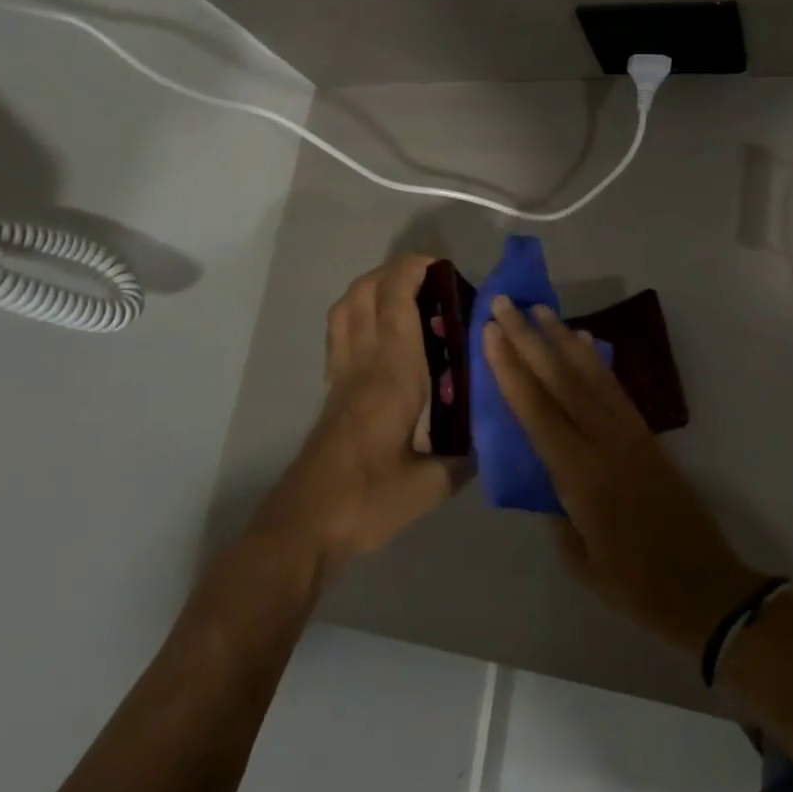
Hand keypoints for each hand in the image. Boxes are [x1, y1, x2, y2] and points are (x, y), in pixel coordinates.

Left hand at [257, 257, 462, 570]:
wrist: (305, 526)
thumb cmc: (369, 500)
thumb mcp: (433, 485)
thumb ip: (465, 458)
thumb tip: (487, 441)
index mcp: (394, 373)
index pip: (396, 301)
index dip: (414, 271)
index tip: (442, 265)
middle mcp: (364, 362)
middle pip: (365, 292)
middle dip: (395, 270)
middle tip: (431, 277)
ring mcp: (341, 374)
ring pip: (346, 307)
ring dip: (372, 285)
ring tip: (405, 293)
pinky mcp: (330, 390)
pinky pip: (339, 331)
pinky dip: (357, 312)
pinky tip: (380, 332)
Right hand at [483, 295, 768, 658]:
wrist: (706, 587)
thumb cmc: (635, 586)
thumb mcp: (580, 560)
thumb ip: (556, 510)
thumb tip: (545, 475)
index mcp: (581, 475)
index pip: (537, 411)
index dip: (511, 369)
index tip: (490, 333)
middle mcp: (605, 442)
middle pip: (561, 380)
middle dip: (529, 339)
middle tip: (504, 304)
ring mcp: (630, 433)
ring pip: (590, 375)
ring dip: (562, 339)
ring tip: (540, 310)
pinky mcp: (647, 434)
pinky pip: (615, 387)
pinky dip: (595, 360)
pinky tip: (583, 341)